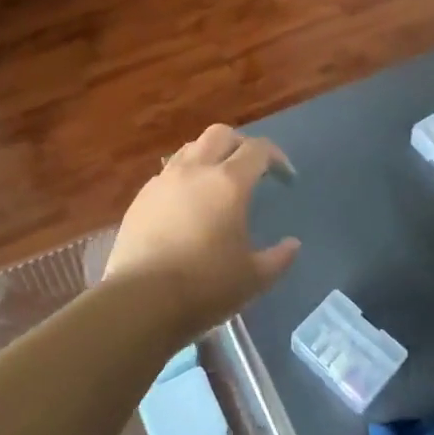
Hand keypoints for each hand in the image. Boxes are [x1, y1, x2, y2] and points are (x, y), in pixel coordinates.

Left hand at [106, 124, 300, 333]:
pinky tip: (187, 204)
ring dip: (210, 156)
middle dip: (241, 145)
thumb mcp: (253, 279)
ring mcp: (163, 181)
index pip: (258, 150)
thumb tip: (292, 244)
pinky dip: (185, 177)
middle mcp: (194, 170)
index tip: (285, 177)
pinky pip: (168, 173)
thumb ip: (278, 258)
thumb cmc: (205, 286)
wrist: (140, 300)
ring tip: (218, 182)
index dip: (276, 157)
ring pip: (190, 148)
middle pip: (221, 134)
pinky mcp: (141, 197)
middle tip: (251, 170)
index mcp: (228, 183)